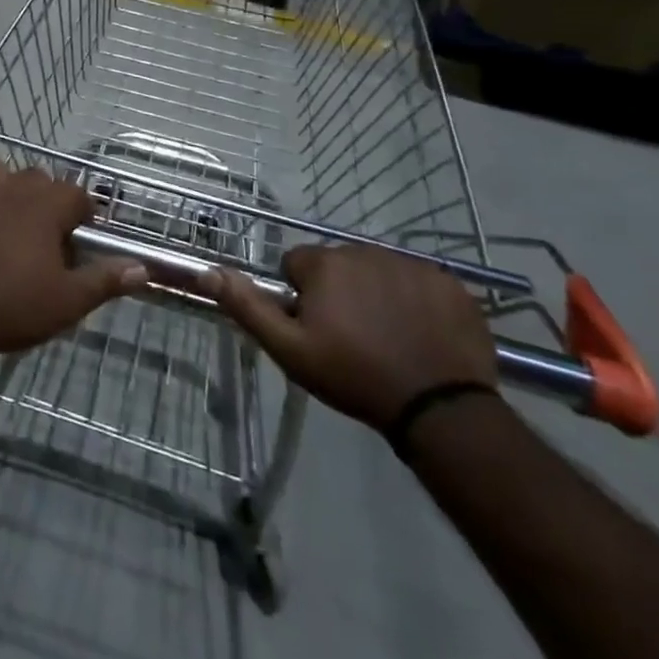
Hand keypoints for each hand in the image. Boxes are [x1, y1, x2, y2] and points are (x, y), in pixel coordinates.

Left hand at [0, 160, 147, 365]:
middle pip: (38, 178)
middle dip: (47, 199)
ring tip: (8, 211)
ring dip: (5, 183)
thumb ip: (105, 280)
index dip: (82, 214)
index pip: (76, 194)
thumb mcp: (68, 302)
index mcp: (46, 207)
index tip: (81, 237)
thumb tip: (143, 268)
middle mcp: (12, 188)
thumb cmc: (12, 308)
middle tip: (47, 235)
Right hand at [214, 243, 497, 429]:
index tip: (316, 328)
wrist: (439, 408)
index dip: (302, 296)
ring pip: (379, 271)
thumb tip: (209, 271)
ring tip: (388, 337)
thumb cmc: (354, 376)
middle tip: (351, 337)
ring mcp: (411, 264)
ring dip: (376, 294)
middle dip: (340, 292)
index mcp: (325, 264)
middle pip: (340, 265)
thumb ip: (248, 306)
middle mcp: (365, 250)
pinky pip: (420, 282)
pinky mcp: (450, 283)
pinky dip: (416, 301)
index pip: (298, 264)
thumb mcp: (290, 350)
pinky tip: (422, 334)